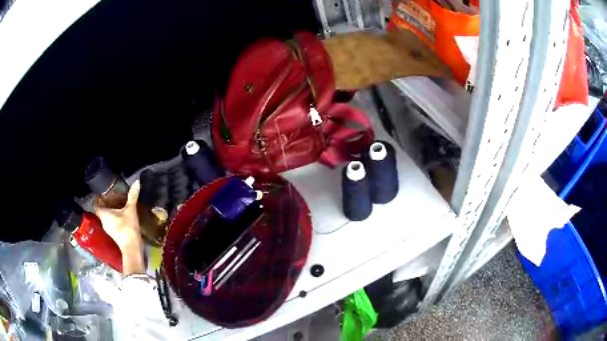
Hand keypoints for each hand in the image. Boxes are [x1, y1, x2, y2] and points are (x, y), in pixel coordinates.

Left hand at [95, 180, 144, 275]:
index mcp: (104, 214)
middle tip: (113, 197)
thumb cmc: (128, 228)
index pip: (96, 204)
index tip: (102, 193)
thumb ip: (132, 196)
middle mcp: (103, 222)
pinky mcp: (114, 236)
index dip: (98, 198)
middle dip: (106, 204)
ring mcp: (108, 230)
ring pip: (107, 218)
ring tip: (118, 206)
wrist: (132, 249)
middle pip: (101, 211)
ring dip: (111, 212)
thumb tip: (137, 182)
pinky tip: (122, 217)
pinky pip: (112, 224)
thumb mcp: (131, 210)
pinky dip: (115, 219)